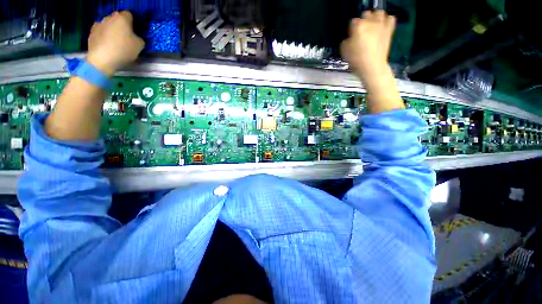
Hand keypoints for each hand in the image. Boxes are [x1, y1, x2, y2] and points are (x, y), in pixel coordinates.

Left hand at [87, 11, 144, 76]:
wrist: (102, 59)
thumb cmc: (124, 50)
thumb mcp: (140, 45)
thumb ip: (139, 38)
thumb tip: (135, 37)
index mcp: (122, 18)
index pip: (129, 15)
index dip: (133, 22)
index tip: (134, 31)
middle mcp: (109, 17)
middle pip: (117, 18)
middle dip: (121, 25)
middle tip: (125, 37)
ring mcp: (98, 24)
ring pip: (108, 24)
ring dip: (112, 30)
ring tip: (115, 42)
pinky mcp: (91, 32)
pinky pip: (100, 32)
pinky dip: (103, 36)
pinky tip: (107, 45)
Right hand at [341, 10, 395, 81]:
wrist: (372, 66)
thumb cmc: (356, 59)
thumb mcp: (344, 51)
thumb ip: (346, 41)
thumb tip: (349, 38)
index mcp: (358, 26)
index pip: (352, 22)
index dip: (351, 29)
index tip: (351, 36)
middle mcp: (370, 22)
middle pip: (366, 14)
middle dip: (363, 21)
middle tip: (361, 30)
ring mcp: (381, 25)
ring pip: (379, 13)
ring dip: (375, 18)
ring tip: (372, 26)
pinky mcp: (389, 30)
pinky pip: (390, 18)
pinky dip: (387, 20)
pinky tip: (382, 26)